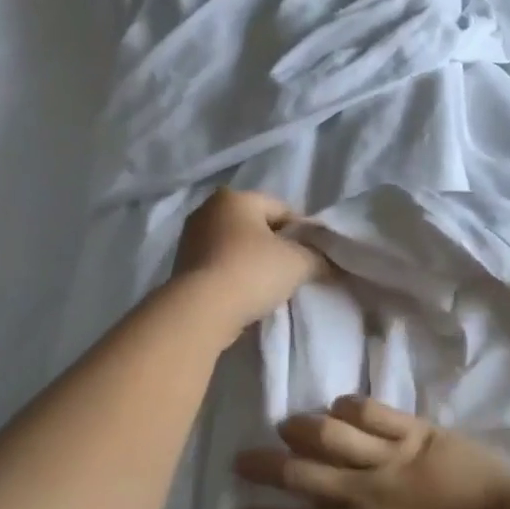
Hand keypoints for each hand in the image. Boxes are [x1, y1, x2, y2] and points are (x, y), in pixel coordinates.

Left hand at [169, 188, 325, 344]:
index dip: (302, 233)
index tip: (313, 257)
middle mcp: (208, 209)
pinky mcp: (181, 266)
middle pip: (257, 227)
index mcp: (235, 197)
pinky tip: (246, 295)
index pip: (282, 209)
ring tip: (270, 288)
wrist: (201, 311)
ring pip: (236, 247)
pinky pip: (220, 265)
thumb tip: (328, 262)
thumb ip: (318, 257)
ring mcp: (190, 238)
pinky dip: (234, 275)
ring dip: (253, 263)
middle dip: (276, 247)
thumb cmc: (252, 272)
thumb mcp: (299, 262)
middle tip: (293, 272)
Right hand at [228, 397, 509, 508]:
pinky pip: (374, 412)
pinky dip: (351, 407)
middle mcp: (364, 492)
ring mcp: (390, 457)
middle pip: (301, 474)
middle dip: (263, 467)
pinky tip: (339, 407)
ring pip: (331, 434)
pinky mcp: (416, 432)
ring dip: (301, 429)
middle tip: (241, 460)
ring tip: (286, 427)